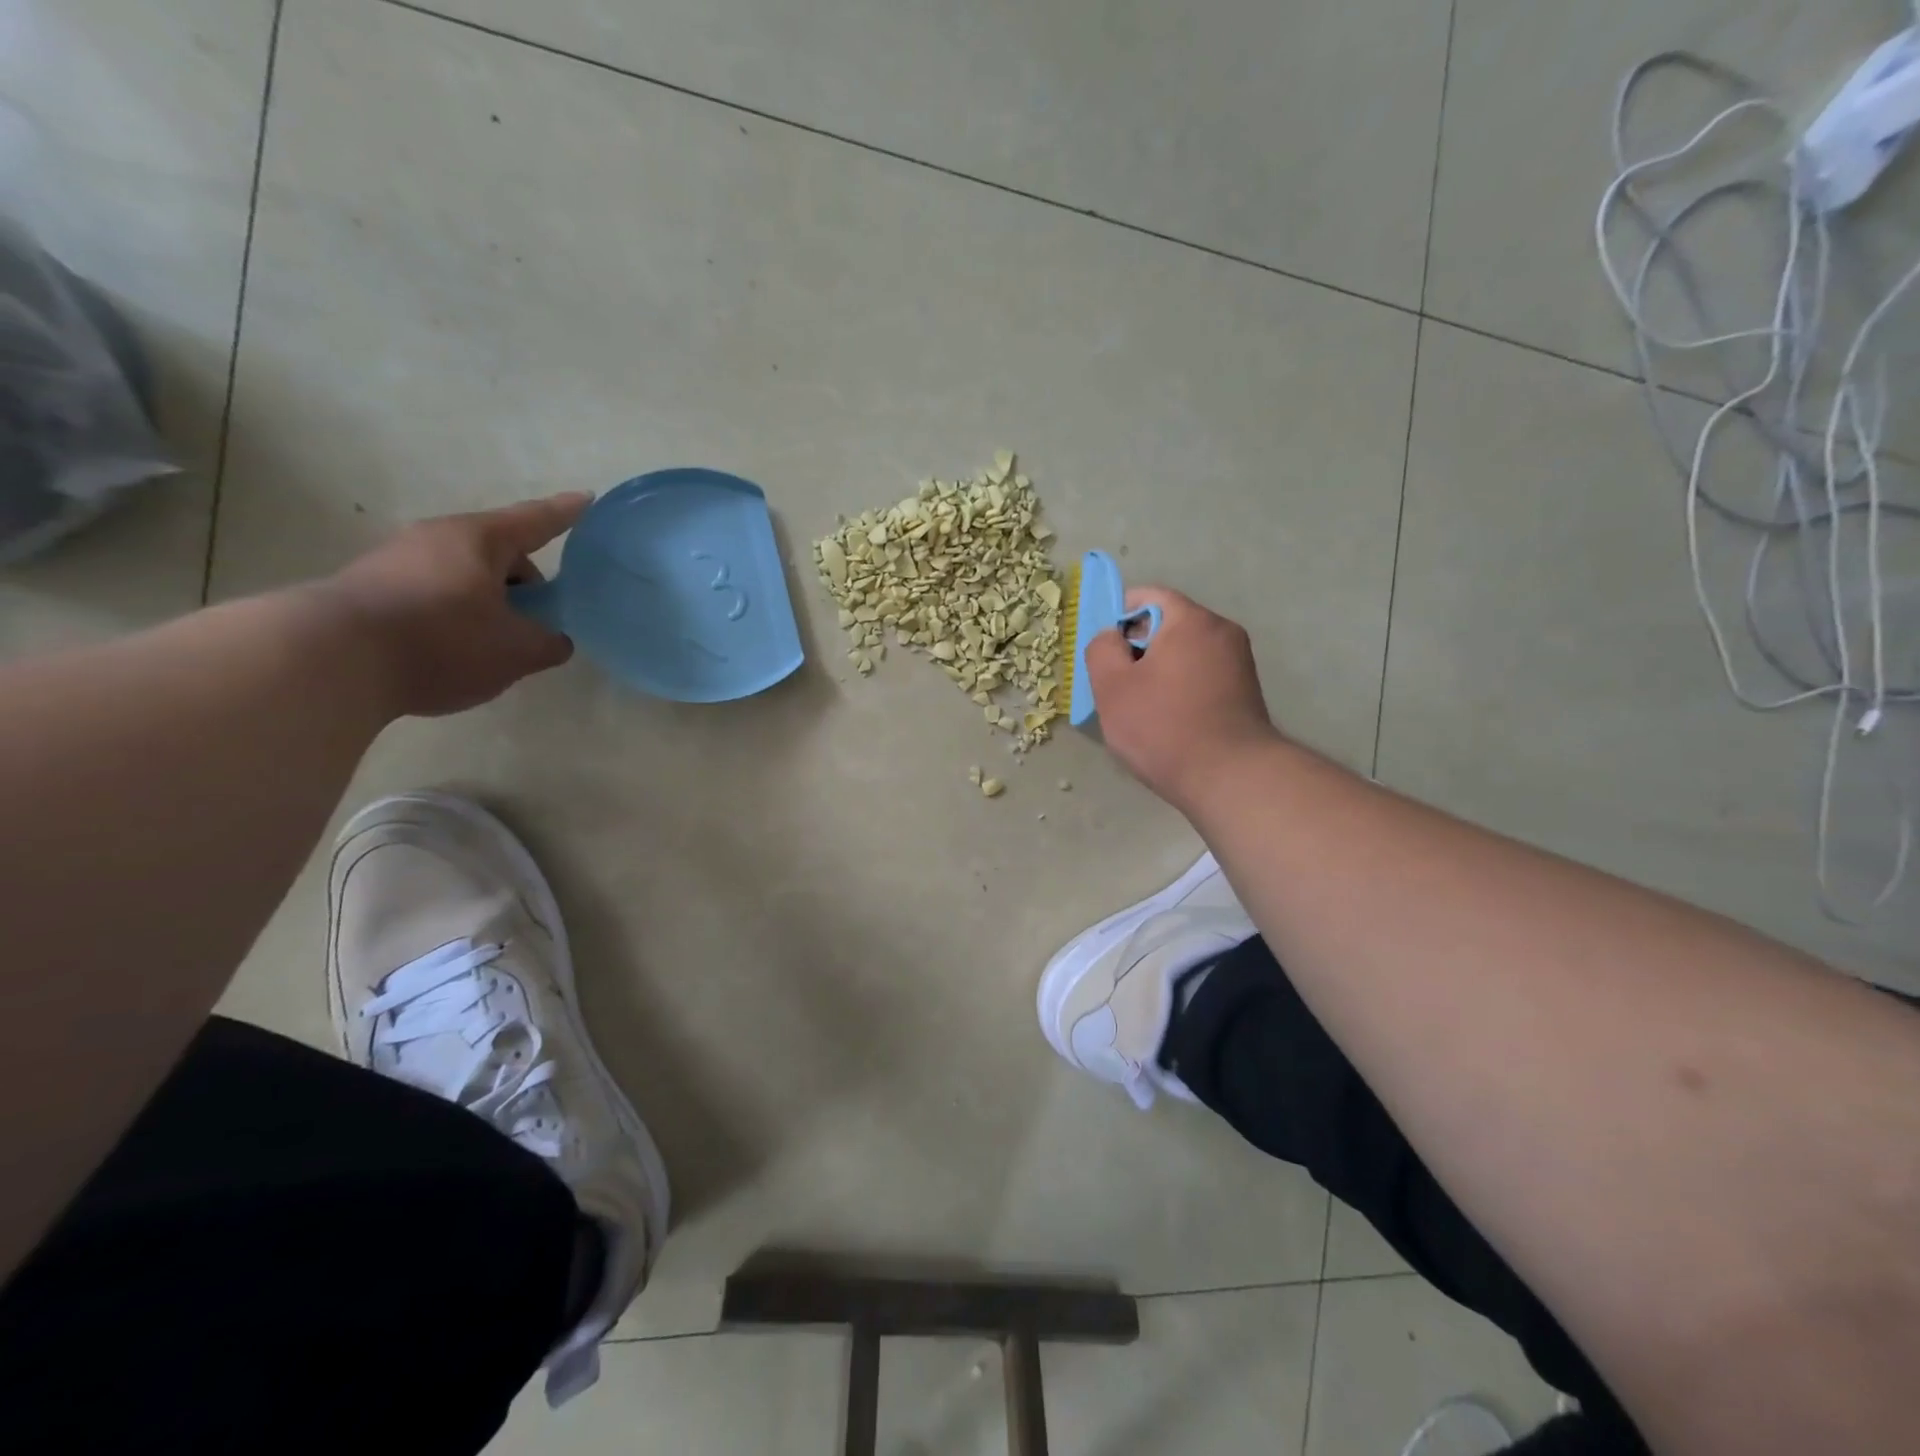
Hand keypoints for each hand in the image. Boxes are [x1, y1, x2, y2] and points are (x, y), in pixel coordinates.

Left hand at [321, 493, 590, 717]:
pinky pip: (433, 593)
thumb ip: (547, 643)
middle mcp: (436, 538)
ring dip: (488, 601)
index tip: (586, 499)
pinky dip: (455, 614)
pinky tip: (454, 650)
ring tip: (496, 642)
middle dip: (524, 582)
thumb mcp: (515, 651)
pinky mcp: (369, 587)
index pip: (535, 521)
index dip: (565, 513)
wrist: (331, 659)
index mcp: (478, 540)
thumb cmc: (442, 641)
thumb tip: (555, 640)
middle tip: (539, 619)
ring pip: (463, 575)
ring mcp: (396, 560)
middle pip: (497, 553)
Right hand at [1083, 587, 1282, 813]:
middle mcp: (1222, 631)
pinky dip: (1181, 688)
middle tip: (1118, 685)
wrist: (1230, 778)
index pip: (1148, 596)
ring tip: (1143, 709)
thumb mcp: (1112, 687)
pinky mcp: (1245, 691)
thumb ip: (1102, 649)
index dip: (1118, 617)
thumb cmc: (1163, 727)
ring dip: (1159, 671)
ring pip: (1185, 652)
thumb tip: (1111, 637)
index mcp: (1191, 620)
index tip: (1105, 652)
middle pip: (1168, 624)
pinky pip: (1202, 675)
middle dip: (1139, 648)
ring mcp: (1239, 662)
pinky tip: (1170, 721)